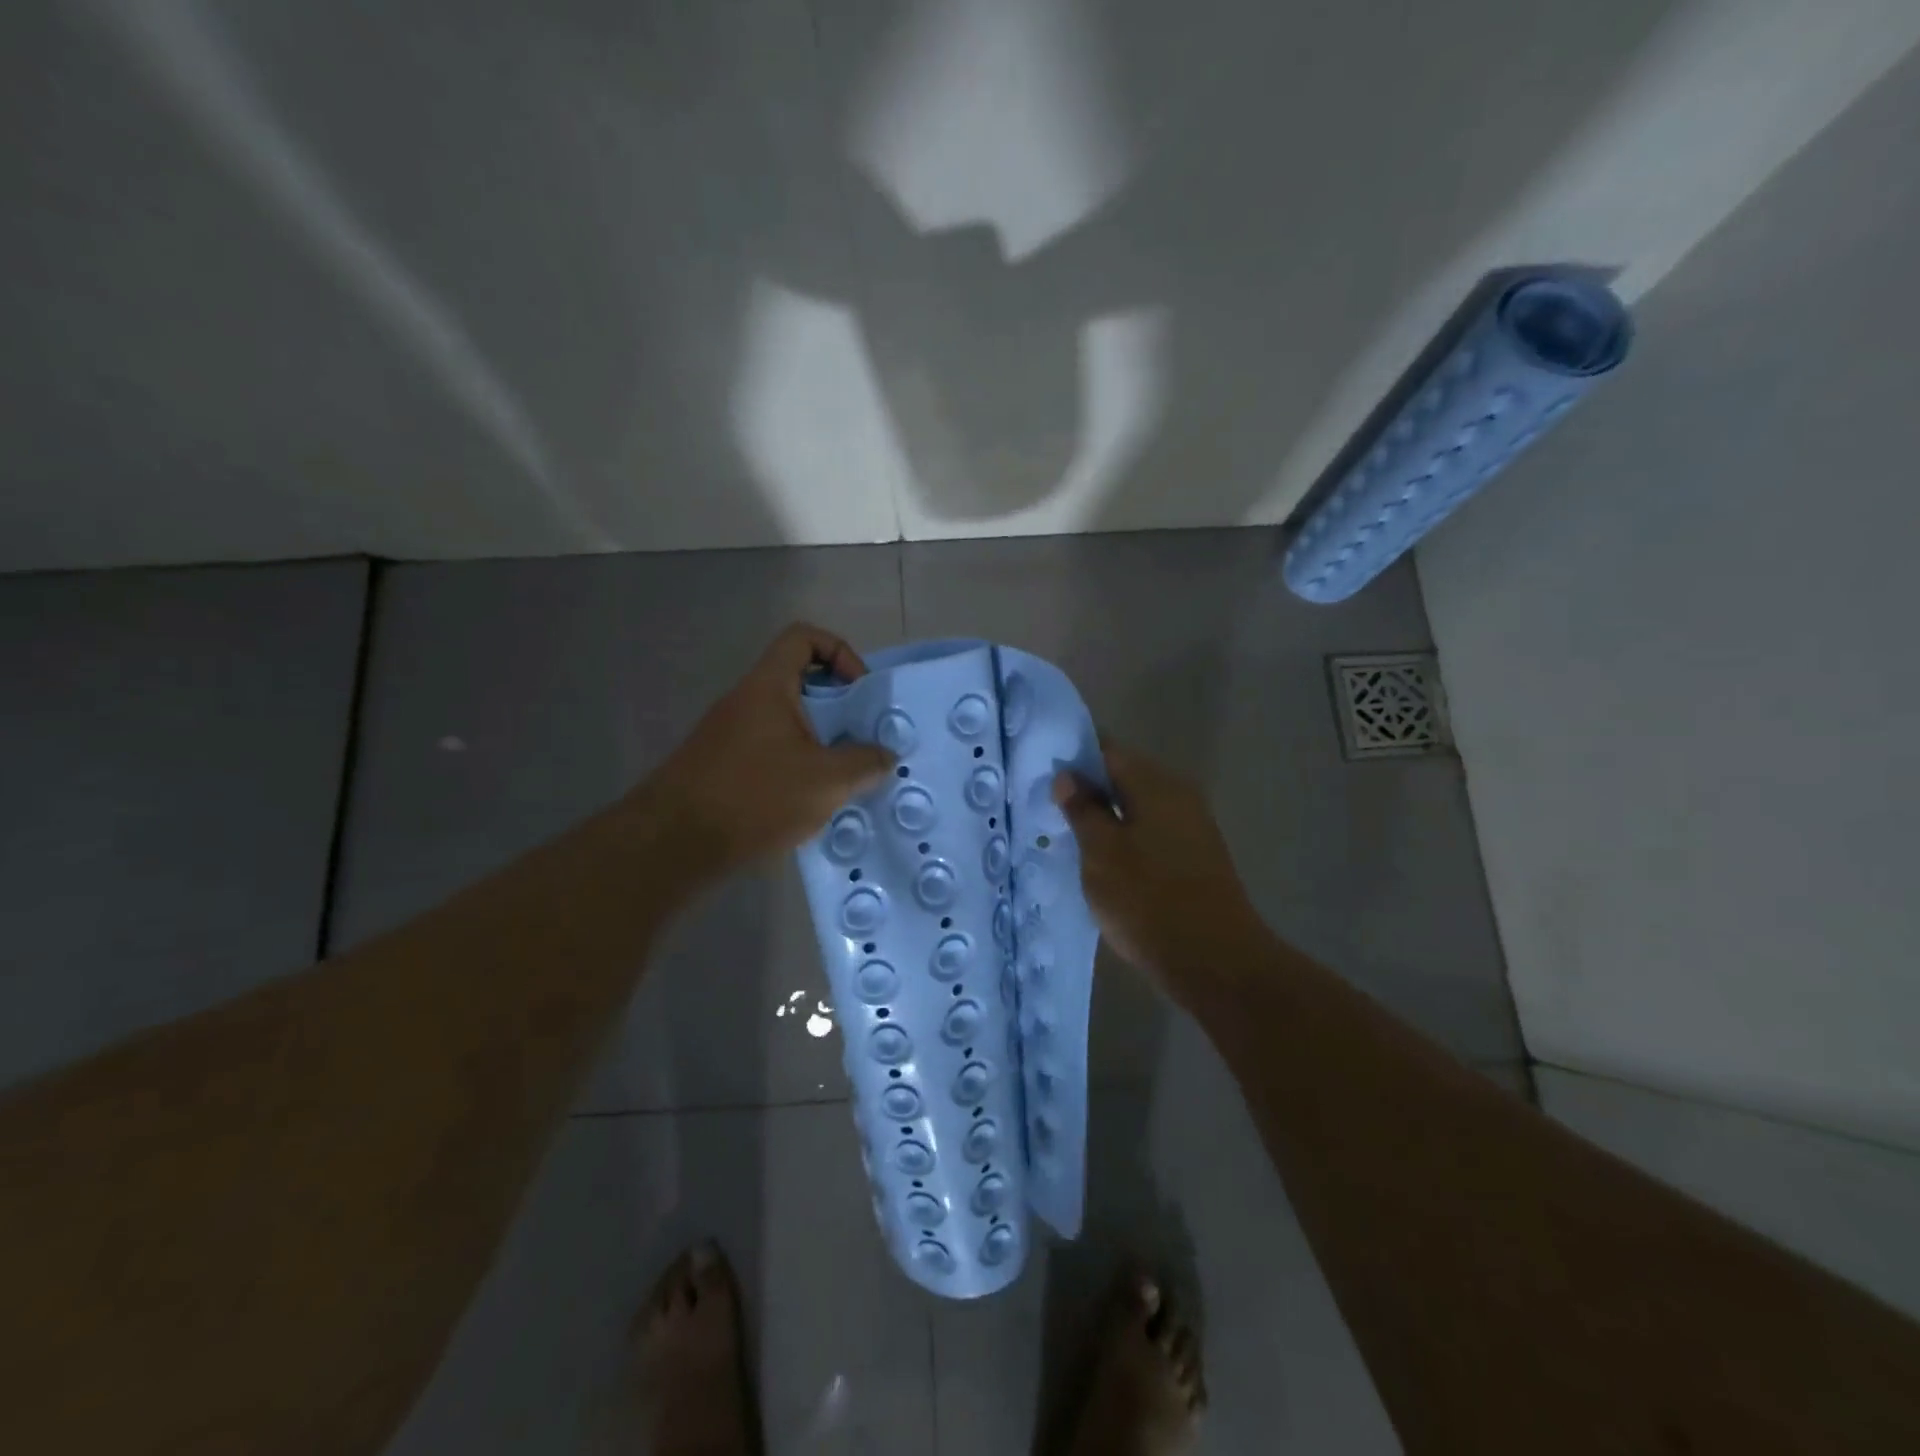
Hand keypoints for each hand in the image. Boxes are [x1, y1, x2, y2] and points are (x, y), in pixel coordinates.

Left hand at [644, 624, 894, 876]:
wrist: (674, 844)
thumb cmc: (754, 797)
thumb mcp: (826, 781)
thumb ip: (865, 763)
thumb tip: (885, 756)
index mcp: (768, 686)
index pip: (804, 638)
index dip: (840, 652)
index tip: (859, 692)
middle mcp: (746, 701)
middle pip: (800, 682)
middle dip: (838, 707)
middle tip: (862, 740)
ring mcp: (731, 734)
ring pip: (787, 721)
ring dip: (820, 742)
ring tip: (843, 778)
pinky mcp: (724, 766)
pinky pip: (771, 750)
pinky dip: (797, 766)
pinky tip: (811, 802)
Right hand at [1054, 738, 1268, 1005]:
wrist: (1215, 961)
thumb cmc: (1148, 900)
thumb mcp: (1101, 853)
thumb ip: (1082, 809)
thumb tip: (1068, 776)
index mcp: (1155, 784)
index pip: (1108, 750)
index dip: (1074, 757)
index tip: (1044, 774)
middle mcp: (1179, 795)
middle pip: (1125, 777)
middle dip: (1088, 789)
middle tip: (1050, 809)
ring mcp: (1192, 826)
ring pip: (1138, 808)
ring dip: (1106, 817)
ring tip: (1071, 837)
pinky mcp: (1196, 857)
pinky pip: (1152, 833)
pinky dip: (1126, 839)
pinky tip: (1105, 862)